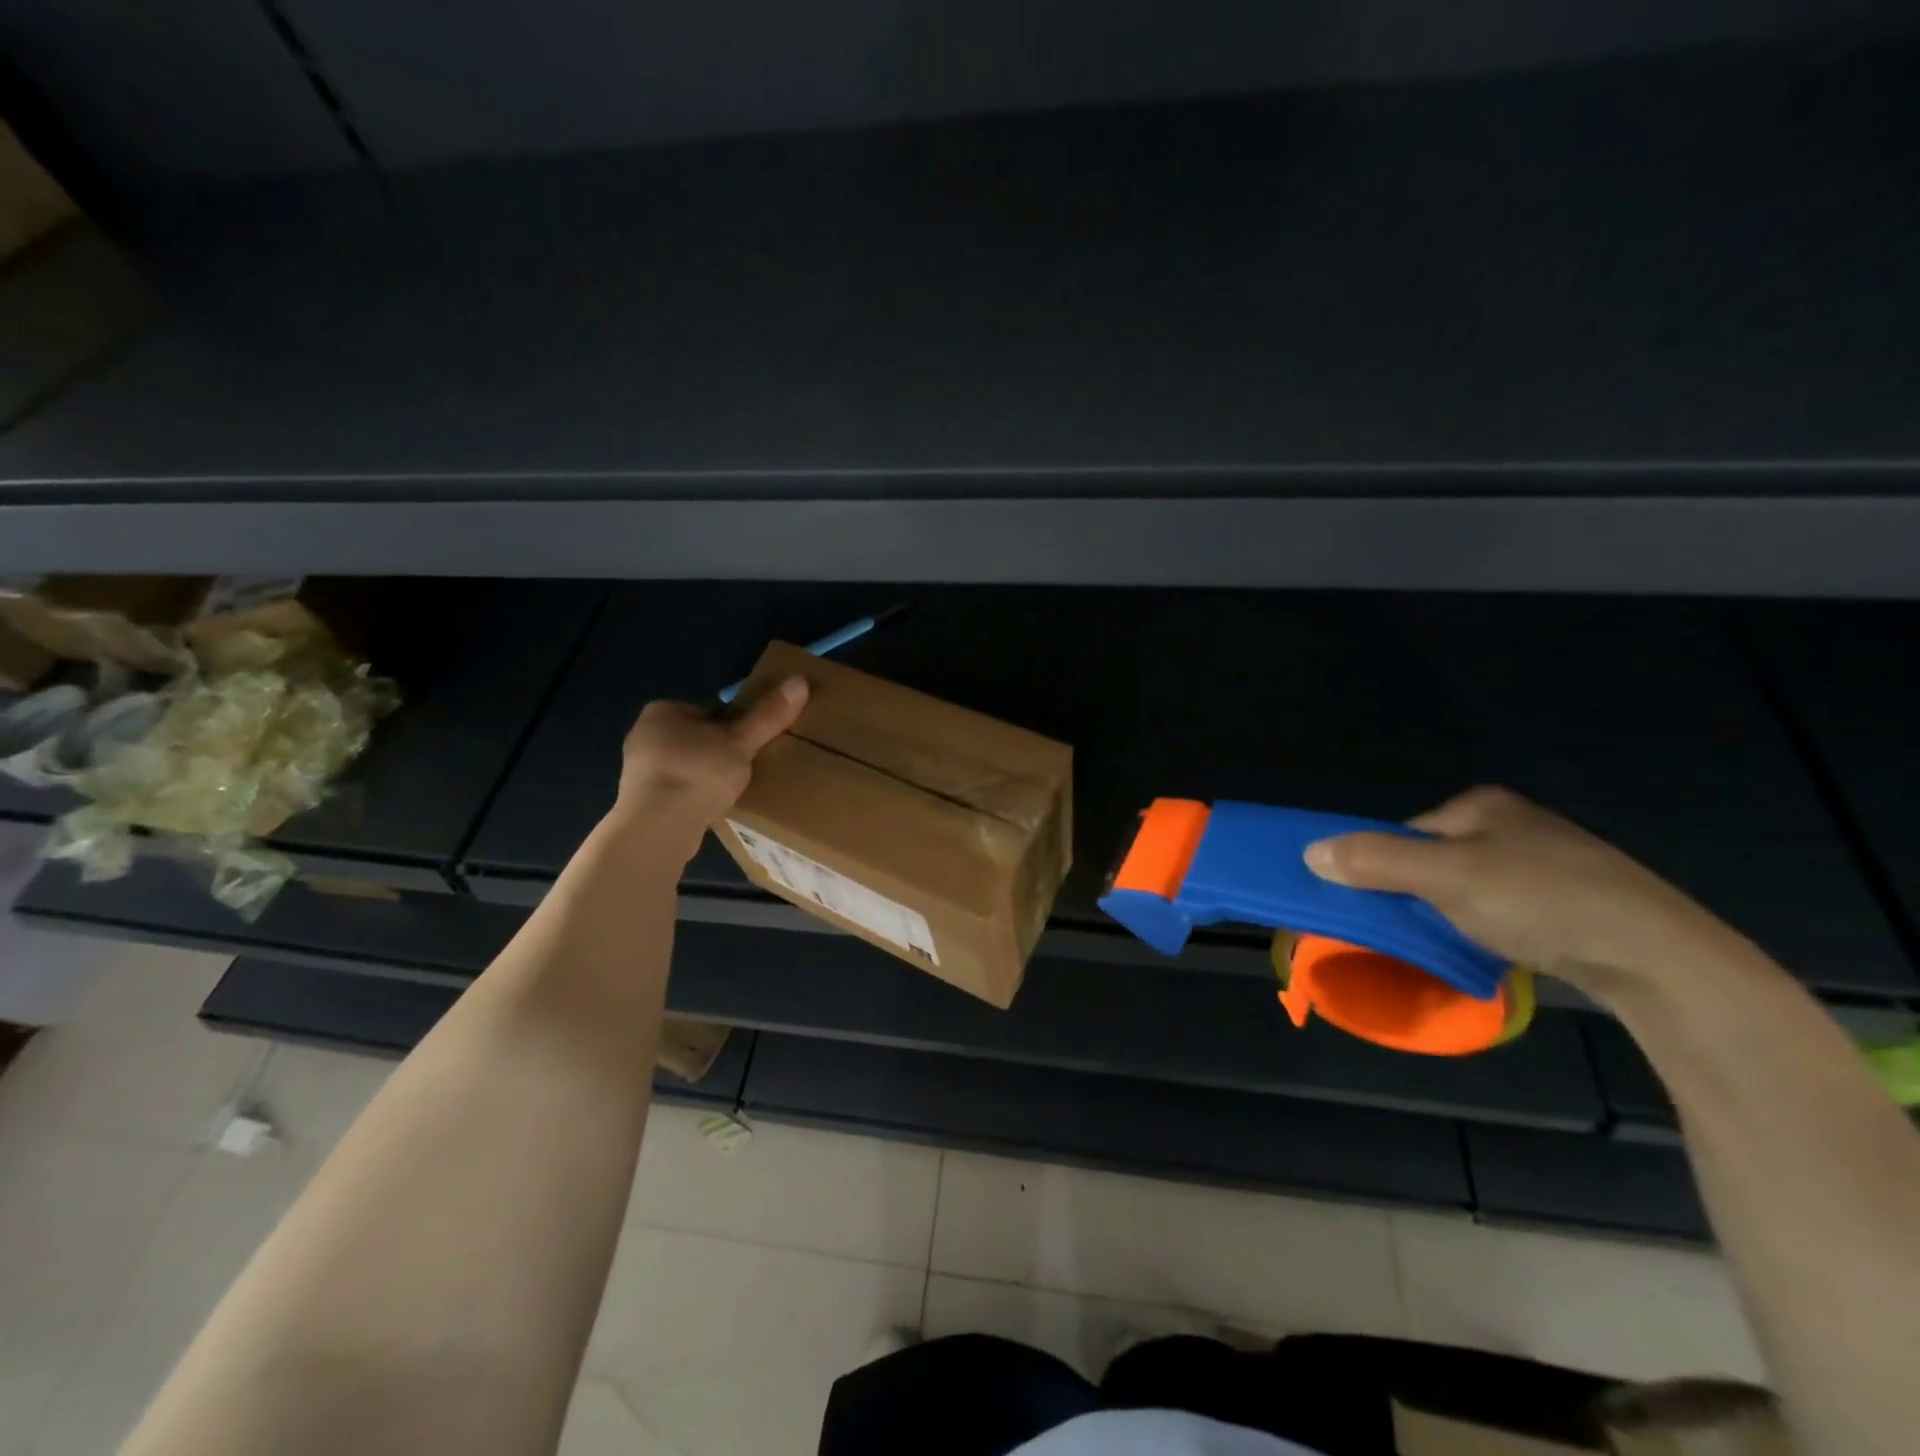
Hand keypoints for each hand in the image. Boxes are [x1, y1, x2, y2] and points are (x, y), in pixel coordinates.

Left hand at [608, 677, 809, 854]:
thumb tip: (800, 681)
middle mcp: (644, 736)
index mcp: (662, 711)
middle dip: (721, 751)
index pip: (709, 711)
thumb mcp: (741, 741)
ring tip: (733, 791)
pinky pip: (678, 792)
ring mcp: (638, 771)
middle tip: (748, 767)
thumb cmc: (698, 772)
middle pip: (698, 738)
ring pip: (687, 766)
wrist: (658, 827)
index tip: (753, 743)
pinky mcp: (641, 802)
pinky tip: (712, 809)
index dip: (736, 726)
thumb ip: (768, 714)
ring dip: (707, 776)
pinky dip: (695, 797)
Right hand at [1303, 786, 1741, 999]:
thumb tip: (1309, 852)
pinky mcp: (1574, 904)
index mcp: (1483, 805)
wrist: (1659, 958)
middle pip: (1435, 861)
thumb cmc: (1541, 899)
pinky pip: (1505, 912)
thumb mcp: (1445, 877)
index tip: (1375, 905)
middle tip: (1411, 930)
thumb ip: (1374, 860)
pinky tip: (1496, 953)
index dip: (1381, 866)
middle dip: (1417, 895)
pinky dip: (1488, 931)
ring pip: (1469, 890)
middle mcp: (1514, 825)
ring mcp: (1548, 864)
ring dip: (1451, 917)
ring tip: (1453, 946)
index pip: (1405, 832)